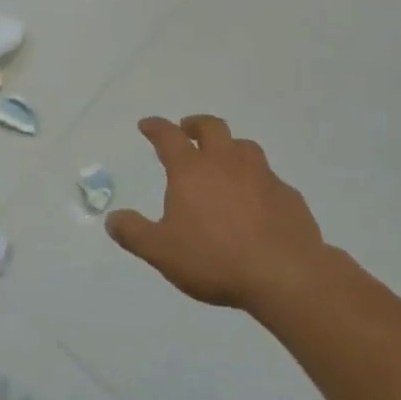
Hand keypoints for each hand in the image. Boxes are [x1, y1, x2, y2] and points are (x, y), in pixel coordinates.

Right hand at [107, 115, 329, 316]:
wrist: (285, 274)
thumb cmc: (215, 259)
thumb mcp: (162, 252)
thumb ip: (134, 233)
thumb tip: (112, 218)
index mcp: (191, 170)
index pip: (169, 136)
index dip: (156, 127)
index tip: (147, 125)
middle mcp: (226, 162)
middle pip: (211, 127)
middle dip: (196, 125)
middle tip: (188, 131)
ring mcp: (261, 175)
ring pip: (244, 147)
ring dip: (229, 147)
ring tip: (224, 161)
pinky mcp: (288, 195)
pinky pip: (269, 178)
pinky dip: (257, 181)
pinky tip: (257, 200)